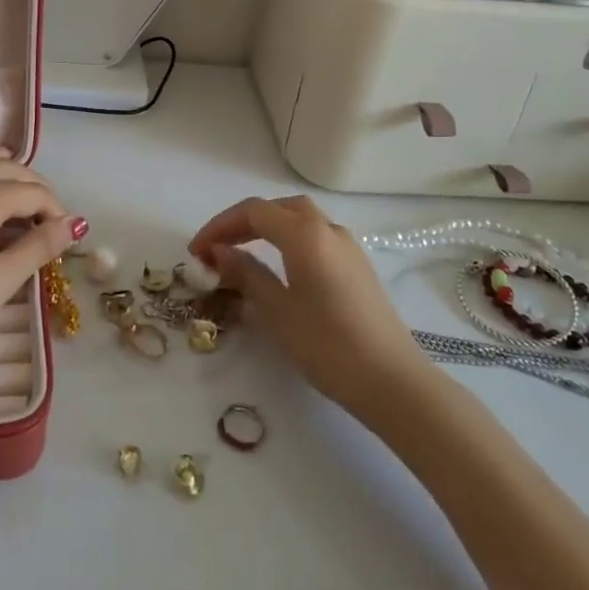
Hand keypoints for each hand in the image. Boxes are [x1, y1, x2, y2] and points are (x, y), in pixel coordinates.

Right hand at [189, 195, 429, 417]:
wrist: (392, 381)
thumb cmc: (327, 345)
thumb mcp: (277, 310)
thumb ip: (246, 273)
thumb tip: (219, 251)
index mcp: (305, 233)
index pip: (253, 212)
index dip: (220, 226)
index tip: (196, 251)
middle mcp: (327, 228)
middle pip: (277, 208)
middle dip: (242, 222)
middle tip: (217, 248)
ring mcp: (347, 246)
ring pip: (299, 219)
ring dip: (267, 228)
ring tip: (242, 253)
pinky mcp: (357, 265)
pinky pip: (315, 236)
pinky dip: (289, 239)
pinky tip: (279, 266)